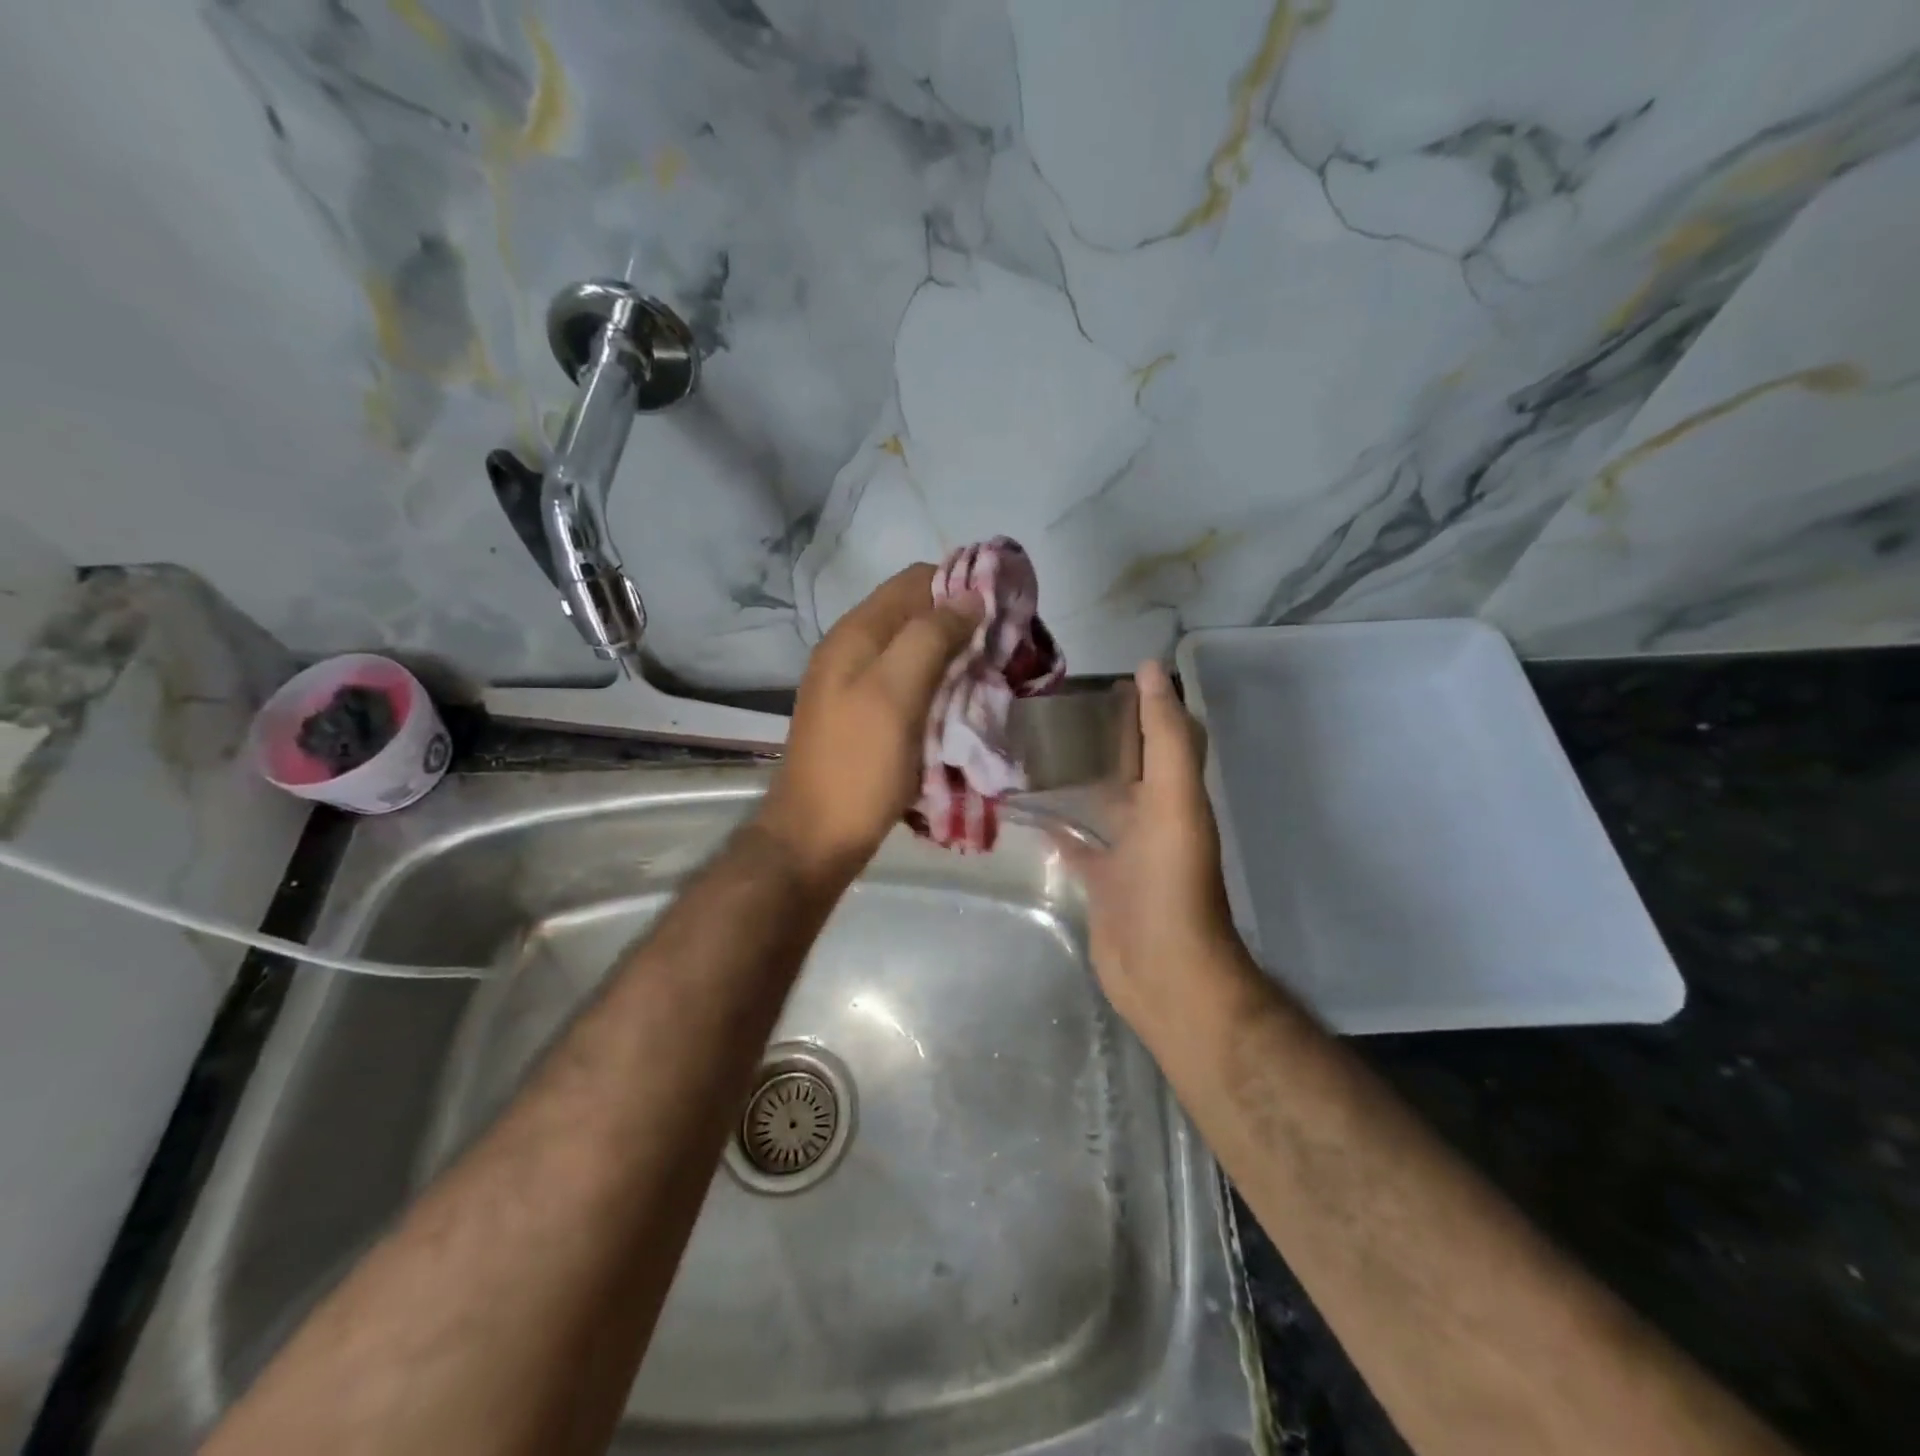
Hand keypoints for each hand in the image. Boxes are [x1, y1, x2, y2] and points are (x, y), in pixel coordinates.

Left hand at [757, 565, 979, 881]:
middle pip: (916, 616)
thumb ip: (930, 638)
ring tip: (990, 681)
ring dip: (953, 660)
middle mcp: (853, 651)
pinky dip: (939, 689)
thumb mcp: (896, 694)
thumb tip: (969, 596)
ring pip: (915, 653)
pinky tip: (961, 709)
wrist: (815, 838)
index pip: (914, 581)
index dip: (959, 585)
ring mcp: (856, 687)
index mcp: (856, 634)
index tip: (1002, 610)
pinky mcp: (865, 719)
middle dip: (961, 626)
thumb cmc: (858, 765)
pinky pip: (909, 687)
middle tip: (1003, 652)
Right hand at [1059, 661, 1252, 1042]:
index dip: (1147, 700)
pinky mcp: (1098, 879)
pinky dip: (1053, 824)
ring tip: (1029, 744)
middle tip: (1052, 702)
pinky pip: (1073, 841)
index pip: (1163, 733)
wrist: (1163, 969)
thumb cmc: (1170, 881)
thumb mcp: (1174, 800)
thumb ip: (1165, 737)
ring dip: (1074, 774)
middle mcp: (1151, 814)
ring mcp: (1123, 849)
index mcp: (1174, 791)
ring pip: (1097, 798)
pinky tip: (1023, 807)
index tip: (1106, 671)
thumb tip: (1153, 670)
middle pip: (1127, 762)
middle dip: (1102, 733)